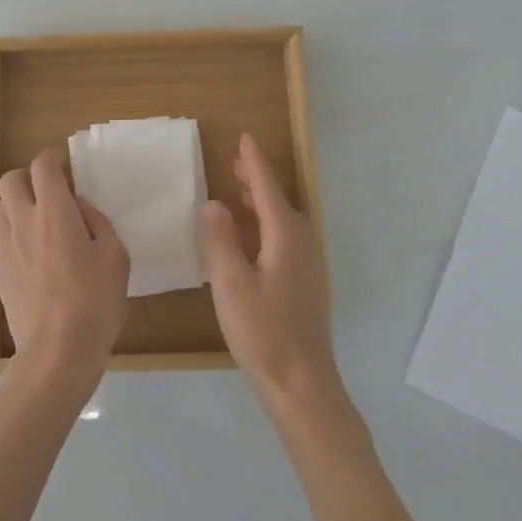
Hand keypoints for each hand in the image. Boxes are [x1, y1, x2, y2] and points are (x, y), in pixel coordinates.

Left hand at [0, 150, 129, 383]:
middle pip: (9, 179)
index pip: (42, 166)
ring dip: (16, 204)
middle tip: (49, 190)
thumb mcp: (115, 256)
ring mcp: (5, 247)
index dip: (52, 158)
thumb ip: (96, 222)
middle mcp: (22, 221)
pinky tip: (33, 253)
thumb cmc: (94, 301)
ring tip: (38, 220)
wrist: (56, 350)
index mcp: (53, 211)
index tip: (65, 165)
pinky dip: (13, 232)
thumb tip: (78, 208)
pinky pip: (0, 237)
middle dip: (27, 176)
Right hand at [198, 133, 338, 410]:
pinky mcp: (305, 284)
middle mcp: (302, 243)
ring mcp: (308, 265)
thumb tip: (213, 203)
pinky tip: (248, 240)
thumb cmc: (263, 331)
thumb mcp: (231, 284)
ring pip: (282, 222)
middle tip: (234, 162)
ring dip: (261, 204)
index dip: (254, 162)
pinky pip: (283, 240)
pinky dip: (264, 226)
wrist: (301, 383)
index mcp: (286, 237)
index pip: (267, 188)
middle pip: (278, 201)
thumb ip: (219, 240)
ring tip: (237, 195)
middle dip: (257, 180)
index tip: (244, 137)